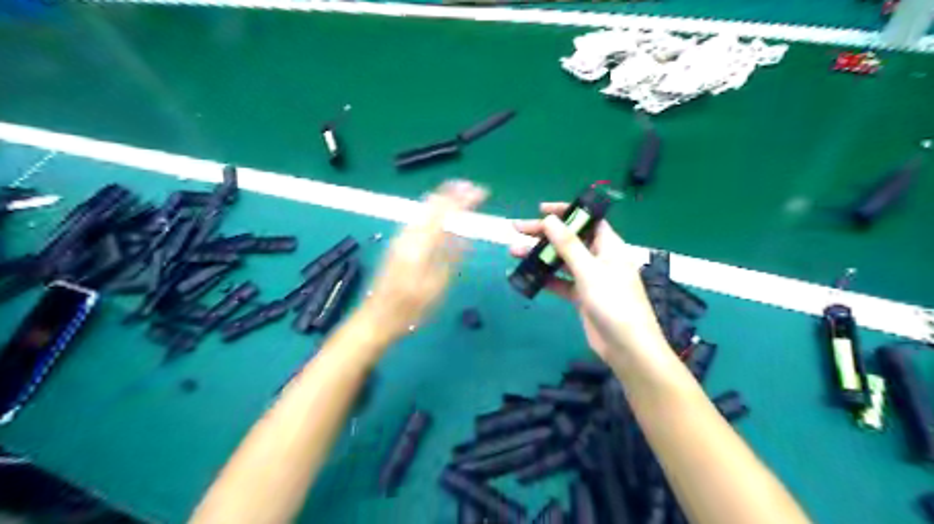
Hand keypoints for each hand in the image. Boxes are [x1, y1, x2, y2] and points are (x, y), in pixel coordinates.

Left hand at [361, 181, 484, 342]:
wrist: (376, 317)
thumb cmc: (410, 308)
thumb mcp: (436, 286)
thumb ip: (450, 258)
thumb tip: (464, 237)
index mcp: (421, 244)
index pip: (445, 210)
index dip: (464, 198)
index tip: (481, 192)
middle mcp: (408, 234)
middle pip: (432, 202)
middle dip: (452, 192)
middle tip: (472, 189)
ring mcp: (400, 238)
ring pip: (423, 208)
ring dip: (443, 199)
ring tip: (461, 196)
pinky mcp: (396, 244)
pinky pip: (419, 218)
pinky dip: (434, 210)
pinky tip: (442, 214)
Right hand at [511, 203, 662, 364]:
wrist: (627, 348)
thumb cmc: (614, 303)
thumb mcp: (589, 271)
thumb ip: (568, 245)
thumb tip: (550, 219)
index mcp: (609, 246)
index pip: (587, 220)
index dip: (566, 212)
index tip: (541, 210)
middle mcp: (599, 258)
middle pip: (569, 239)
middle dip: (544, 233)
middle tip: (517, 229)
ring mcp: (590, 278)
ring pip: (561, 261)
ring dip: (539, 256)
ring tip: (513, 252)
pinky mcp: (581, 297)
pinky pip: (560, 282)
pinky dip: (544, 278)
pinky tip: (526, 276)